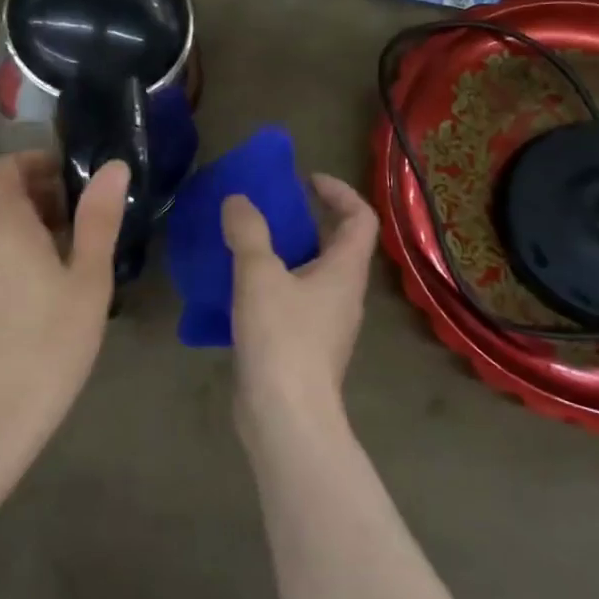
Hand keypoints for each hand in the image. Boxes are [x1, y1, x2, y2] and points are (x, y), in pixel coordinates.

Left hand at [0, 152, 128, 457]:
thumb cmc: (49, 343)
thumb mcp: (88, 279)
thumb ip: (98, 219)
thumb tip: (113, 168)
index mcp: (1, 225)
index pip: (4, 168)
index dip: (35, 163)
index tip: (71, 178)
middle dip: (38, 197)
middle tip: (81, 220)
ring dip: (26, 229)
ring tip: (67, 258)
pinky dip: (10, 256)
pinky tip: (39, 294)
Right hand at [221, 174, 378, 436]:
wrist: (285, 417)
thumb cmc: (282, 339)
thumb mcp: (259, 276)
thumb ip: (248, 232)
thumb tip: (238, 200)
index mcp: (344, 272)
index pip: (360, 219)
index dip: (339, 192)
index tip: (305, 181)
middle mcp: (343, 295)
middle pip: (337, 245)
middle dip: (306, 221)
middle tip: (268, 210)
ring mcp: (326, 325)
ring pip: (312, 275)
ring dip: (286, 254)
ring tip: (247, 244)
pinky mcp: (305, 348)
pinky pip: (294, 301)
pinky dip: (272, 285)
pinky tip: (238, 289)